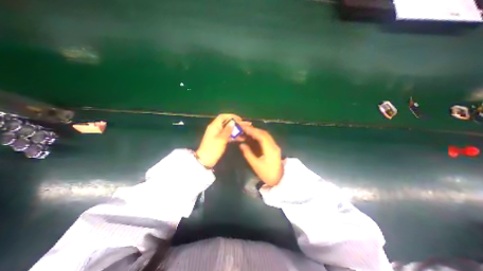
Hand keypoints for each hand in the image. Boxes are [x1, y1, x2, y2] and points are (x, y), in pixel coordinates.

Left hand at [195, 113, 243, 168]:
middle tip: (247, 125)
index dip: (231, 116)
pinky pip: (228, 136)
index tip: (240, 119)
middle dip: (237, 123)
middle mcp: (216, 128)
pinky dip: (234, 136)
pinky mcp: (220, 140)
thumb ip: (227, 130)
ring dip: (237, 130)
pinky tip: (242, 138)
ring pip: (229, 130)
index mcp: (214, 126)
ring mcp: (218, 135)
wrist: (206, 161)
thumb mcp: (221, 139)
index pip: (223, 117)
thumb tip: (233, 122)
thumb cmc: (213, 149)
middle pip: (227, 123)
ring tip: (246, 131)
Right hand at [238, 123, 283, 185]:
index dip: (252, 130)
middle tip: (244, 128)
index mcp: (270, 149)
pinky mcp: (275, 148)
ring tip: (248, 131)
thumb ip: (248, 153)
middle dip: (254, 129)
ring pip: (266, 135)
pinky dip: (260, 135)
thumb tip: (241, 144)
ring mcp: (275, 146)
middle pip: (264, 133)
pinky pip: (267, 138)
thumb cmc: (267, 173)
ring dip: (257, 131)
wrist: (279, 179)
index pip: (261, 136)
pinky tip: (255, 136)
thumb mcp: (255, 165)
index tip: (244, 128)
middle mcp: (274, 145)